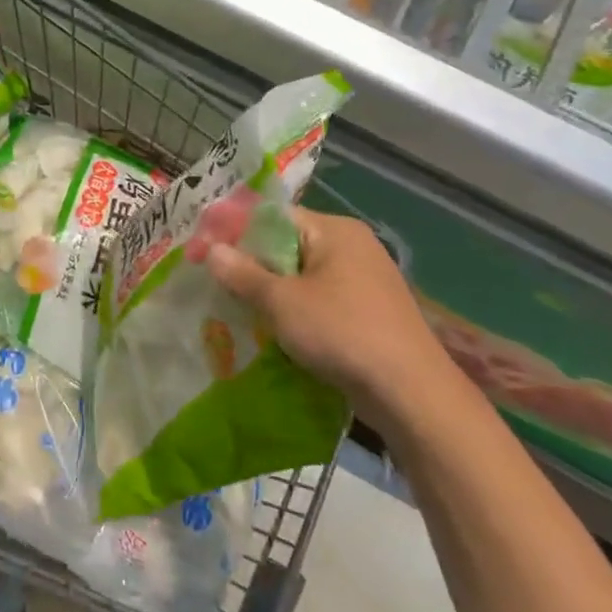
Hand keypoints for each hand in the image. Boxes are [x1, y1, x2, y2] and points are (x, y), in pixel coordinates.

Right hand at [203, 207, 460, 430]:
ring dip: (269, 290)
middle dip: (249, 264)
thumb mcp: (282, 302)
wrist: (412, 394)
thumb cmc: (342, 333)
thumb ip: (242, 273)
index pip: (272, 217)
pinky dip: (293, 309)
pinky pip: (318, 298)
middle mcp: (352, 246)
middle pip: (285, 244)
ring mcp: (364, 279)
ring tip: (235, 307)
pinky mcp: (368, 310)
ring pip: (300, 275)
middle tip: (213, 282)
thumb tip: (211, 249)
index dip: (232, 232)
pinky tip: (272, 328)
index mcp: (334, 230)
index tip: (200, 252)